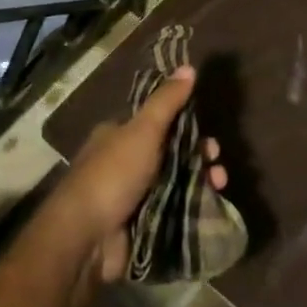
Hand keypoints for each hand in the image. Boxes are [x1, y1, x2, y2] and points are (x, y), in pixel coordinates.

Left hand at [53, 64, 227, 281]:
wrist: (86, 240)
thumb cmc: (113, 175)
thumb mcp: (143, 130)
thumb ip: (166, 101)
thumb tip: (188, 66)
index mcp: (119, 136)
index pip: (158, 122)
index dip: (186, 124)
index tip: (208, 130)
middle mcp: (125, 163)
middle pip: (171, 153)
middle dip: (198, 155)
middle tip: (217, 161)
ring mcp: (133, 196)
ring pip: (176, 182)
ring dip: (201, 180)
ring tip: (220, 185)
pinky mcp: (141, 225)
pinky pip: (173, 210)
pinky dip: (193, 207)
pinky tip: (212, 205)